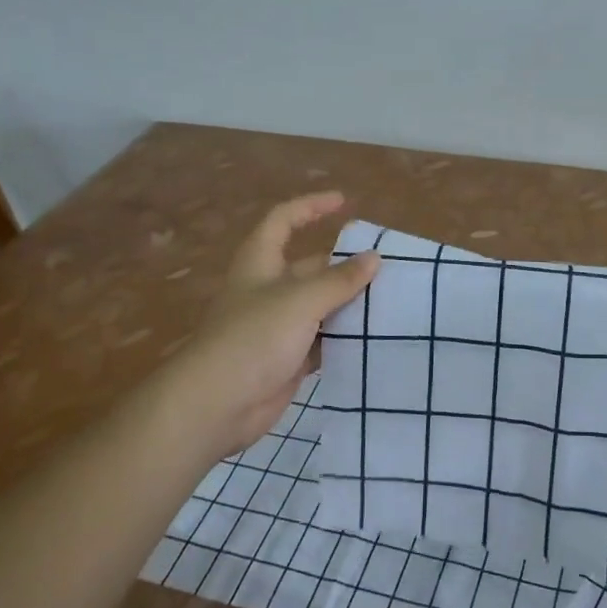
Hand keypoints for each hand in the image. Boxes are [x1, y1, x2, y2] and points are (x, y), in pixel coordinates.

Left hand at [180, 192, 378, 455]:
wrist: (217, 405)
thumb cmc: (254, 338)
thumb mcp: (301, 300)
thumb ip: (340, 280)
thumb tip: (374, 258)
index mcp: (261, 263)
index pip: (284, 220)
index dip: (311, 207)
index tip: (344, 202)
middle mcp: (268, 289)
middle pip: (309, 266)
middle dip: (343, 264)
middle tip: (385, 265)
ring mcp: (278, 326)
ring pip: (319, 305)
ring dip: (348, 302)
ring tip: (390, 298)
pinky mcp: (287, 358)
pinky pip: (322, 340)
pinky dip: (344, 336)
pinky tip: (372, 336)